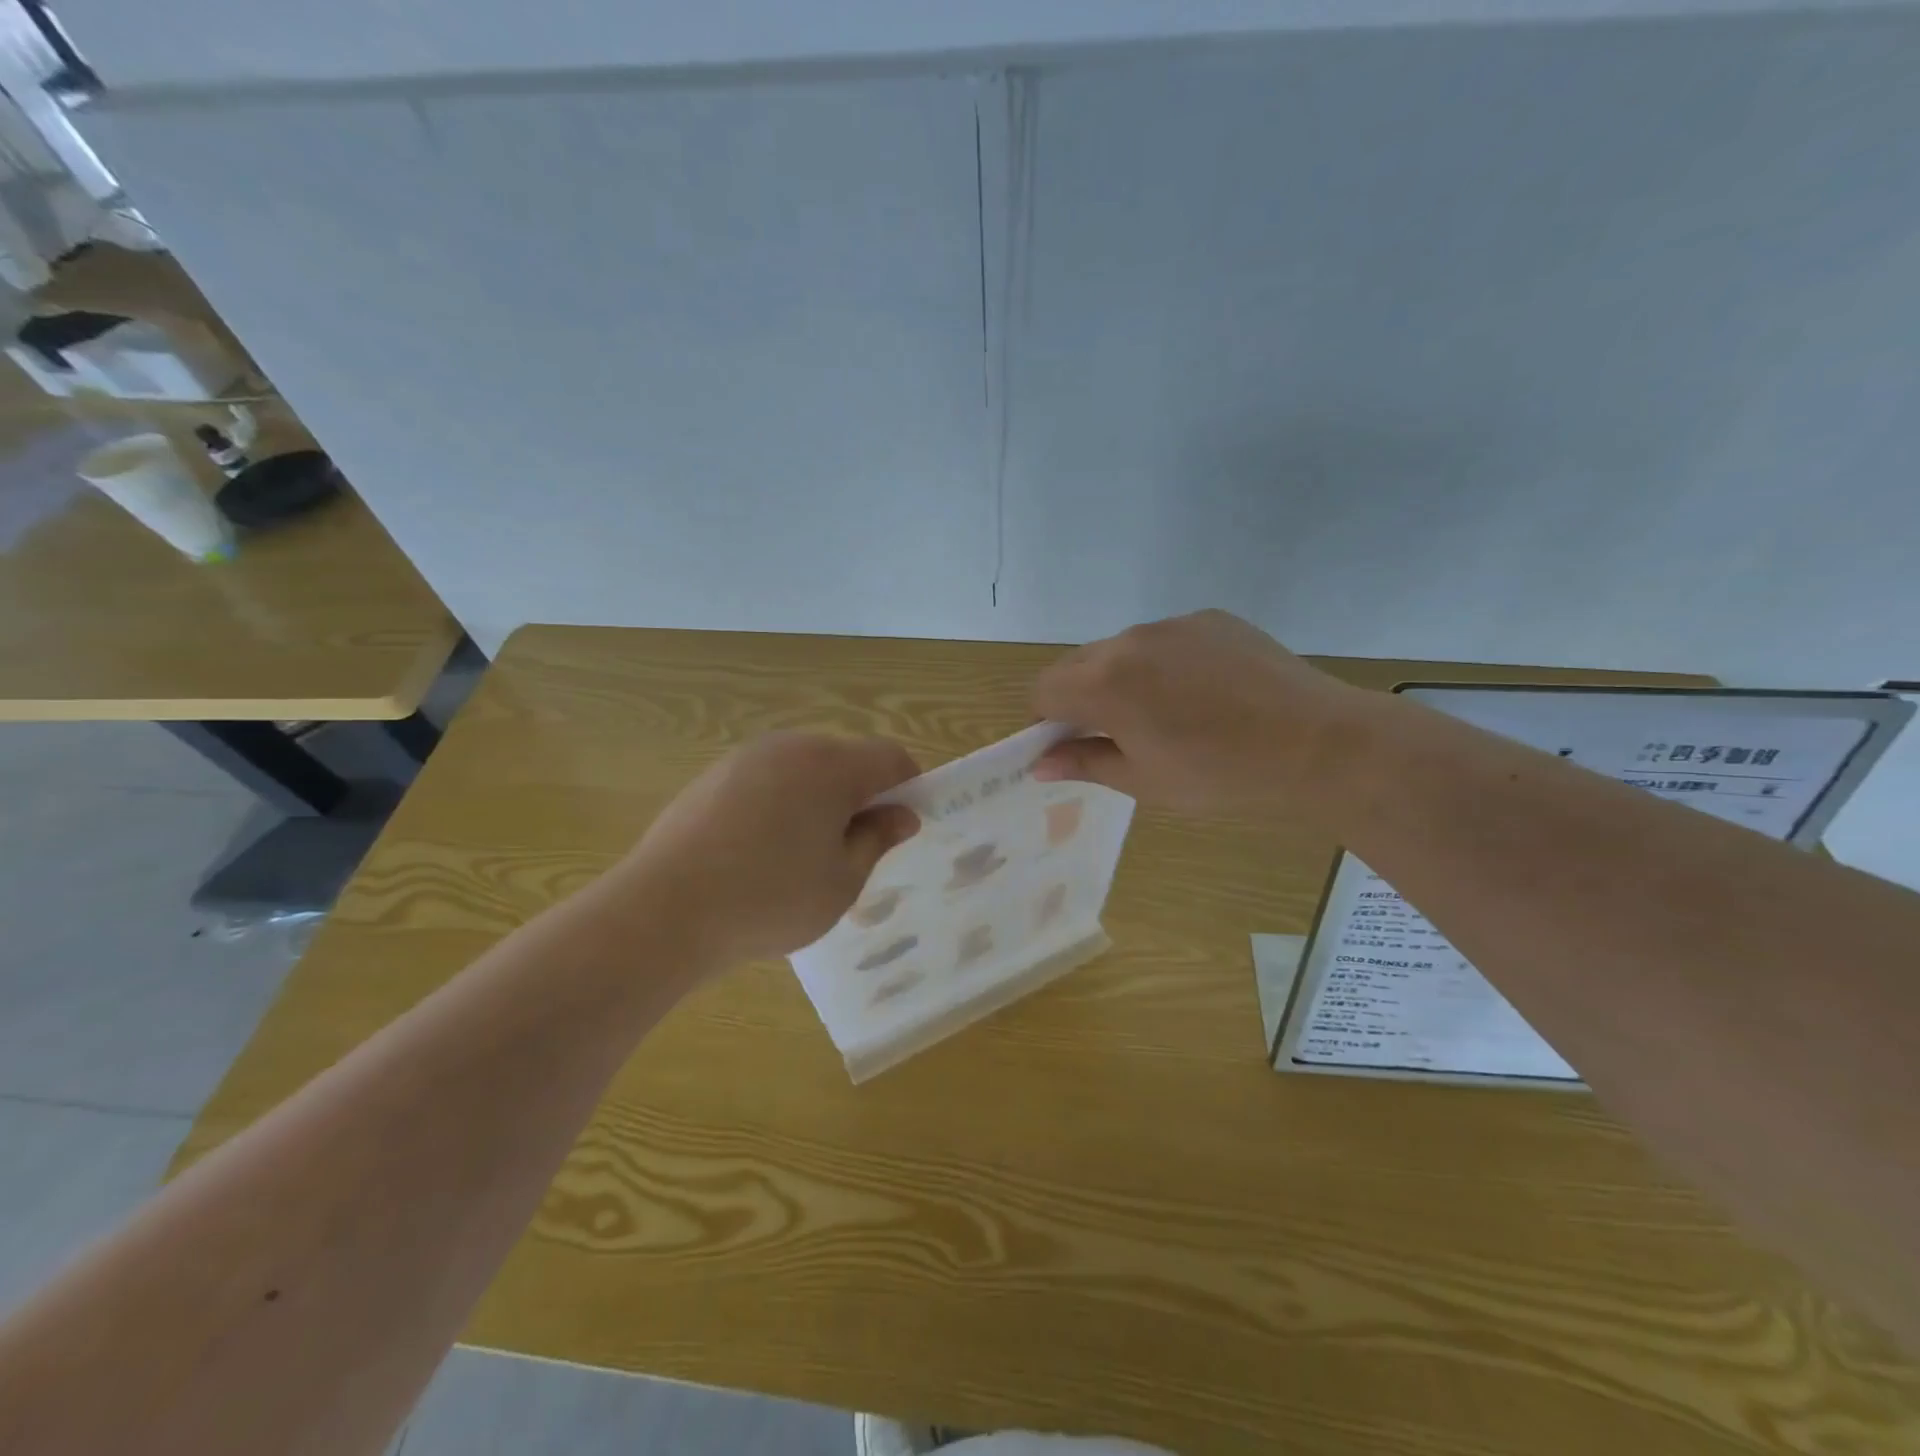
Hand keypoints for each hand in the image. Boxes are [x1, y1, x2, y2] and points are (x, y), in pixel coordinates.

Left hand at [614, 732, 920, 967]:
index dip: (907, 786)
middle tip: (853, 849)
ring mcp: (745, 758)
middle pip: (845, 759)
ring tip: (802, 855)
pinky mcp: (712, 777)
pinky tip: (759, 852)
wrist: (664, 911)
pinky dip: (779, 804)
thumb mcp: (841, 880)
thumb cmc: (770, 899)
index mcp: (831, 765)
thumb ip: (877, 839)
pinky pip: (766, 780)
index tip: (901, 826)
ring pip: (803, 769)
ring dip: (818, 799)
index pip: (889, 757)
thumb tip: (901, 815)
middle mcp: (790, 747)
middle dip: (860, 795)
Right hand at [1032, 610, 1362, 816]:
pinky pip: (1165, 640)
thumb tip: (1040, 763)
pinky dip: (1165, 664)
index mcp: (1104, 683)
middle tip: (1118, 735)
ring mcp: (1172, 624)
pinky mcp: (1210, 618)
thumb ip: (1084, 763)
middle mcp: (1129, 640)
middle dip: (1080, 698)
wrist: (1317, 743)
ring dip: (1122, 679)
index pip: (1043, 690)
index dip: (1046, 721)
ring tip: (1169, 715)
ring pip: (1121, 650)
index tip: (1072, 746)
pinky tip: (1204, 694)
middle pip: (1077, 665)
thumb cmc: (1220, 775)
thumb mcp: (1143, 781)